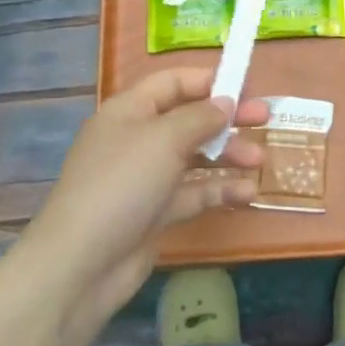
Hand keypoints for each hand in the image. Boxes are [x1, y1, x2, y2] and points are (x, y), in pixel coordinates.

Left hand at [18, 69, 267, 335]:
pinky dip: (218, 191)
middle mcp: (138, 139)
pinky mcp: (155, 212)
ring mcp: (146, 177)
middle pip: (189, 118)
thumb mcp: (164, 139)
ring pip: (195, 157)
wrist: (81, 265)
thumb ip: (200, 117)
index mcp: (130, 111)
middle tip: (264, 117)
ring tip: (259, 161)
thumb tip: (225, 102)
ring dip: (228, 155)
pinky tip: (246, 194)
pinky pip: (193, 193)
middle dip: (226, 118)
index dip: (208, 81)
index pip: (172, 83)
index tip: (245, 86)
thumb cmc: (122, 184)